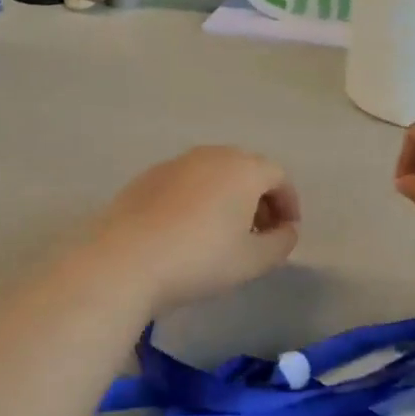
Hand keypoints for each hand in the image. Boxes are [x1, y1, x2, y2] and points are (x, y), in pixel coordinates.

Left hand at [81, 147, 300, 313]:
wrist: (126, 259)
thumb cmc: (200, 259)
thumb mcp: (253, 260)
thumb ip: (282, 242)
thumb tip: (287, 230)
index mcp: (243, 169)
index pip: (278, 177)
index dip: (288, 204)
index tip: (286, 232)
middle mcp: (212, 155)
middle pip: (246, 169)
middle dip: (259, 198)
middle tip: (259, 232)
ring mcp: (176, 162)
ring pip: (214, 173)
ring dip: (228, 197)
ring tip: (223, 233)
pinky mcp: (148, 176)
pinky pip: (187, 181)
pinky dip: (198, 198)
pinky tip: (188, 230)